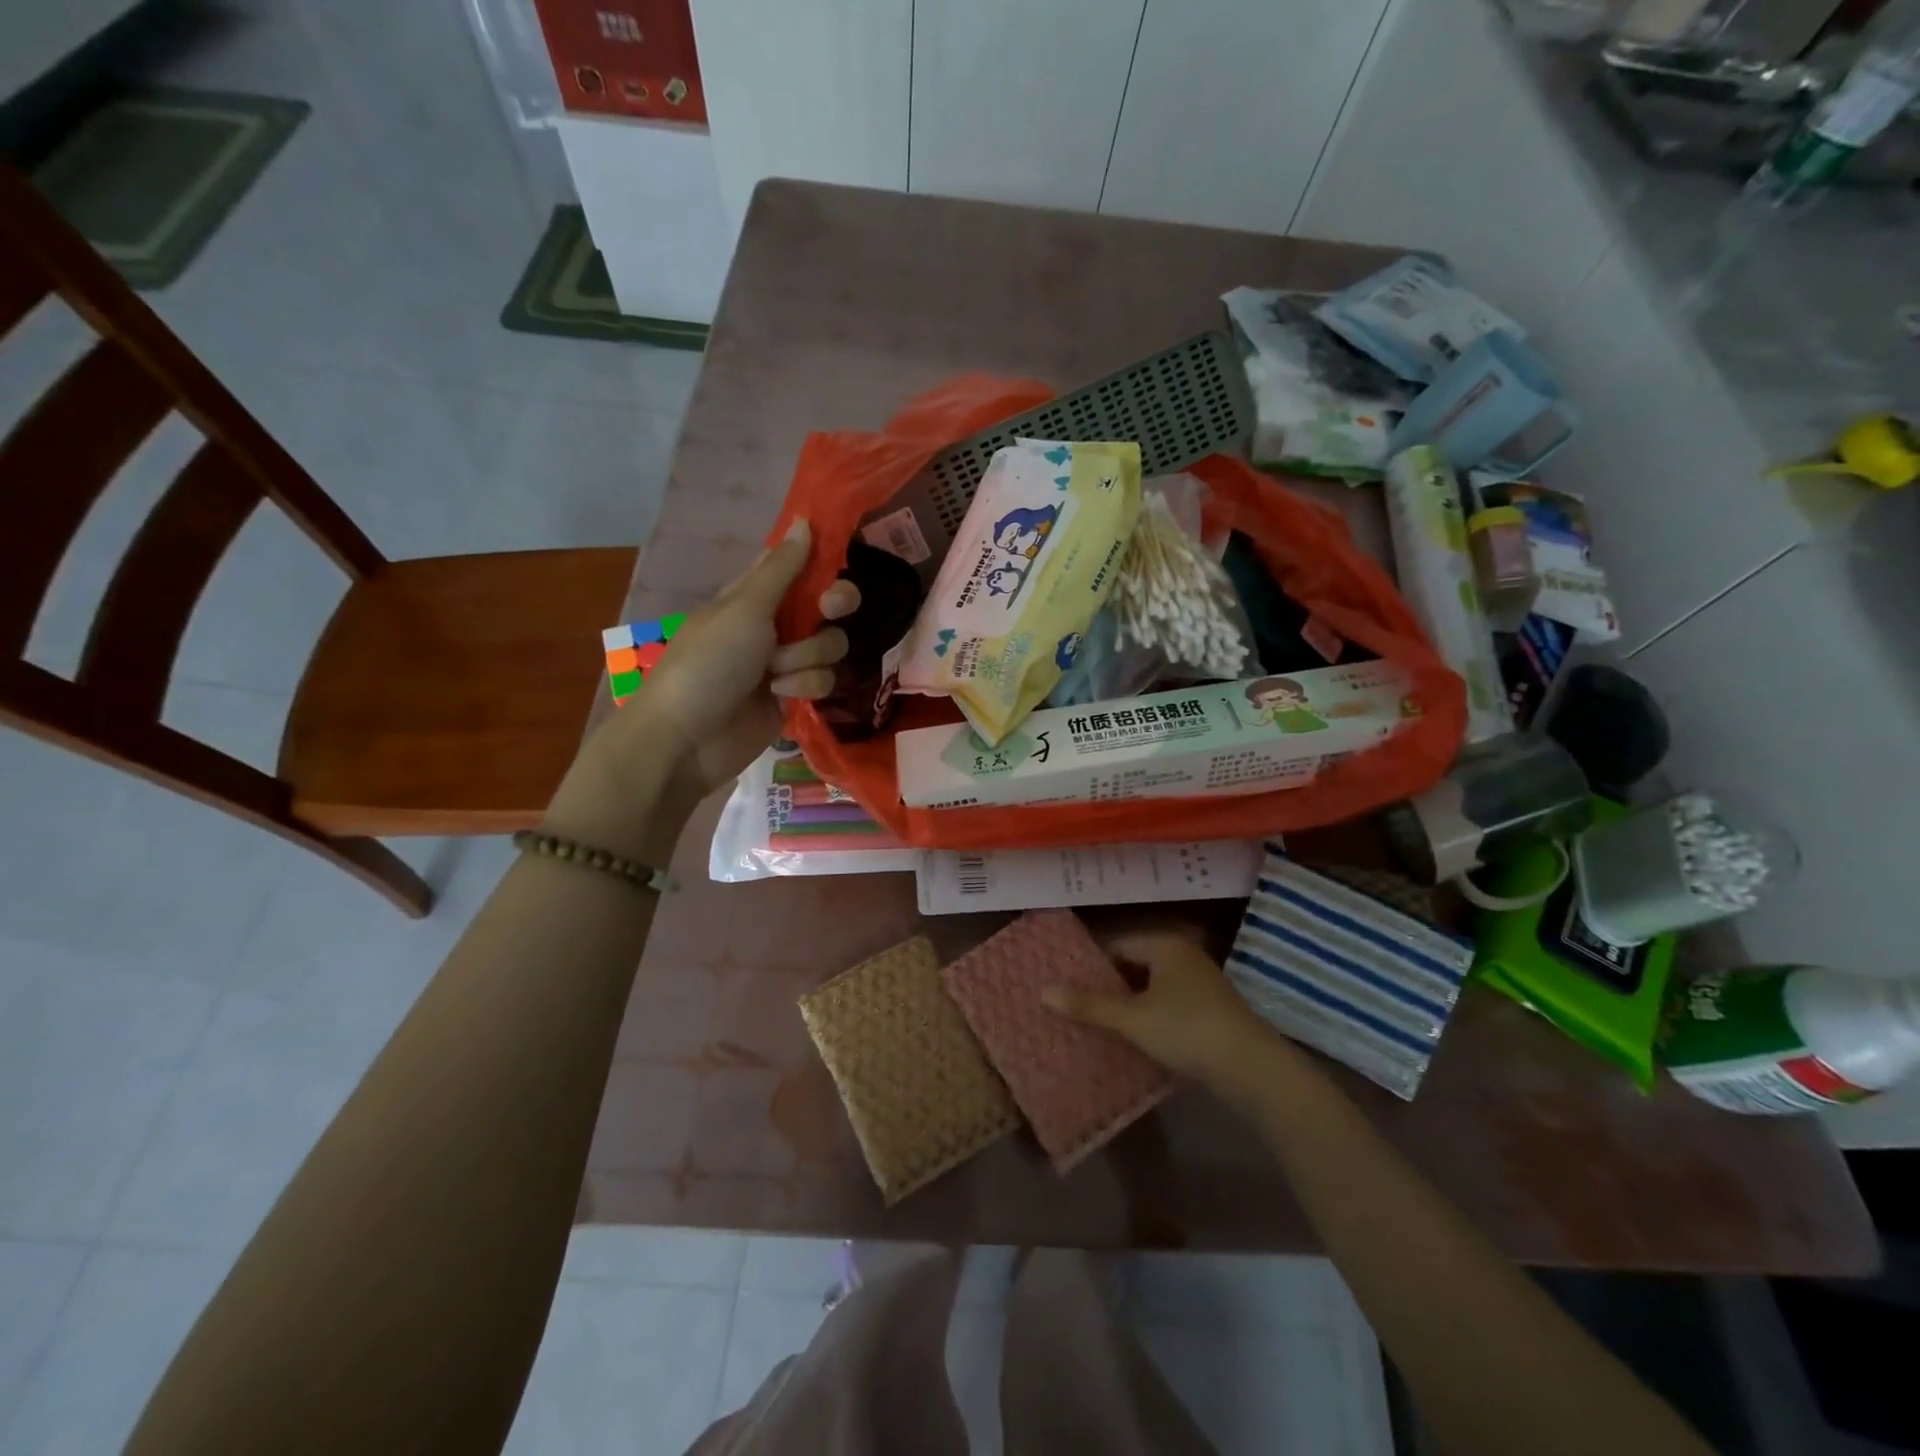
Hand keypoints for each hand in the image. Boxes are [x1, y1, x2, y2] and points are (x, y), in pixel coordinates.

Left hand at [569, 519, 858, 814]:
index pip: (800, 568)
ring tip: (775, 675)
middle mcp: (774, 624)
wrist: (689, 737)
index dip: (824, 566)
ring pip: (830, 646)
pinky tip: (779, 697)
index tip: (837, 565)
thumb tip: (806, 521)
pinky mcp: (794, 696)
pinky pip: (823, 681)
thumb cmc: (709, 662)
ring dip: (807, 659)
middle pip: (827, 606)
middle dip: (831, 611)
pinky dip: (804, 687)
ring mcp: (786, 662)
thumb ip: (782, 569)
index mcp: (755, 594)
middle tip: (826, 614)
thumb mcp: (744, 608)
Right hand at [1043, 933, 1287, 1092]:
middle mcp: (1183, 955)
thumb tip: (1043, 991)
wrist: (1252, 1069)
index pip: (1116, 945)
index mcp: (1164, 945)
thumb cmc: (1187, 1030)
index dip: (1089, 963)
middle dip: (1107, 985)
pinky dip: (1149, 1015)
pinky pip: (1168, 1004)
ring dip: (1128, 1003)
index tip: (1064, 982)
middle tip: (1074, 1004)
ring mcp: (1200, 982)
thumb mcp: (1132, 1019)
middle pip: (1133, 964)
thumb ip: (1089, 1005)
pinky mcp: (1210, 1009)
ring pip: (1151, 986)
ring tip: (1096, 1022)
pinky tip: (1132, 1036)